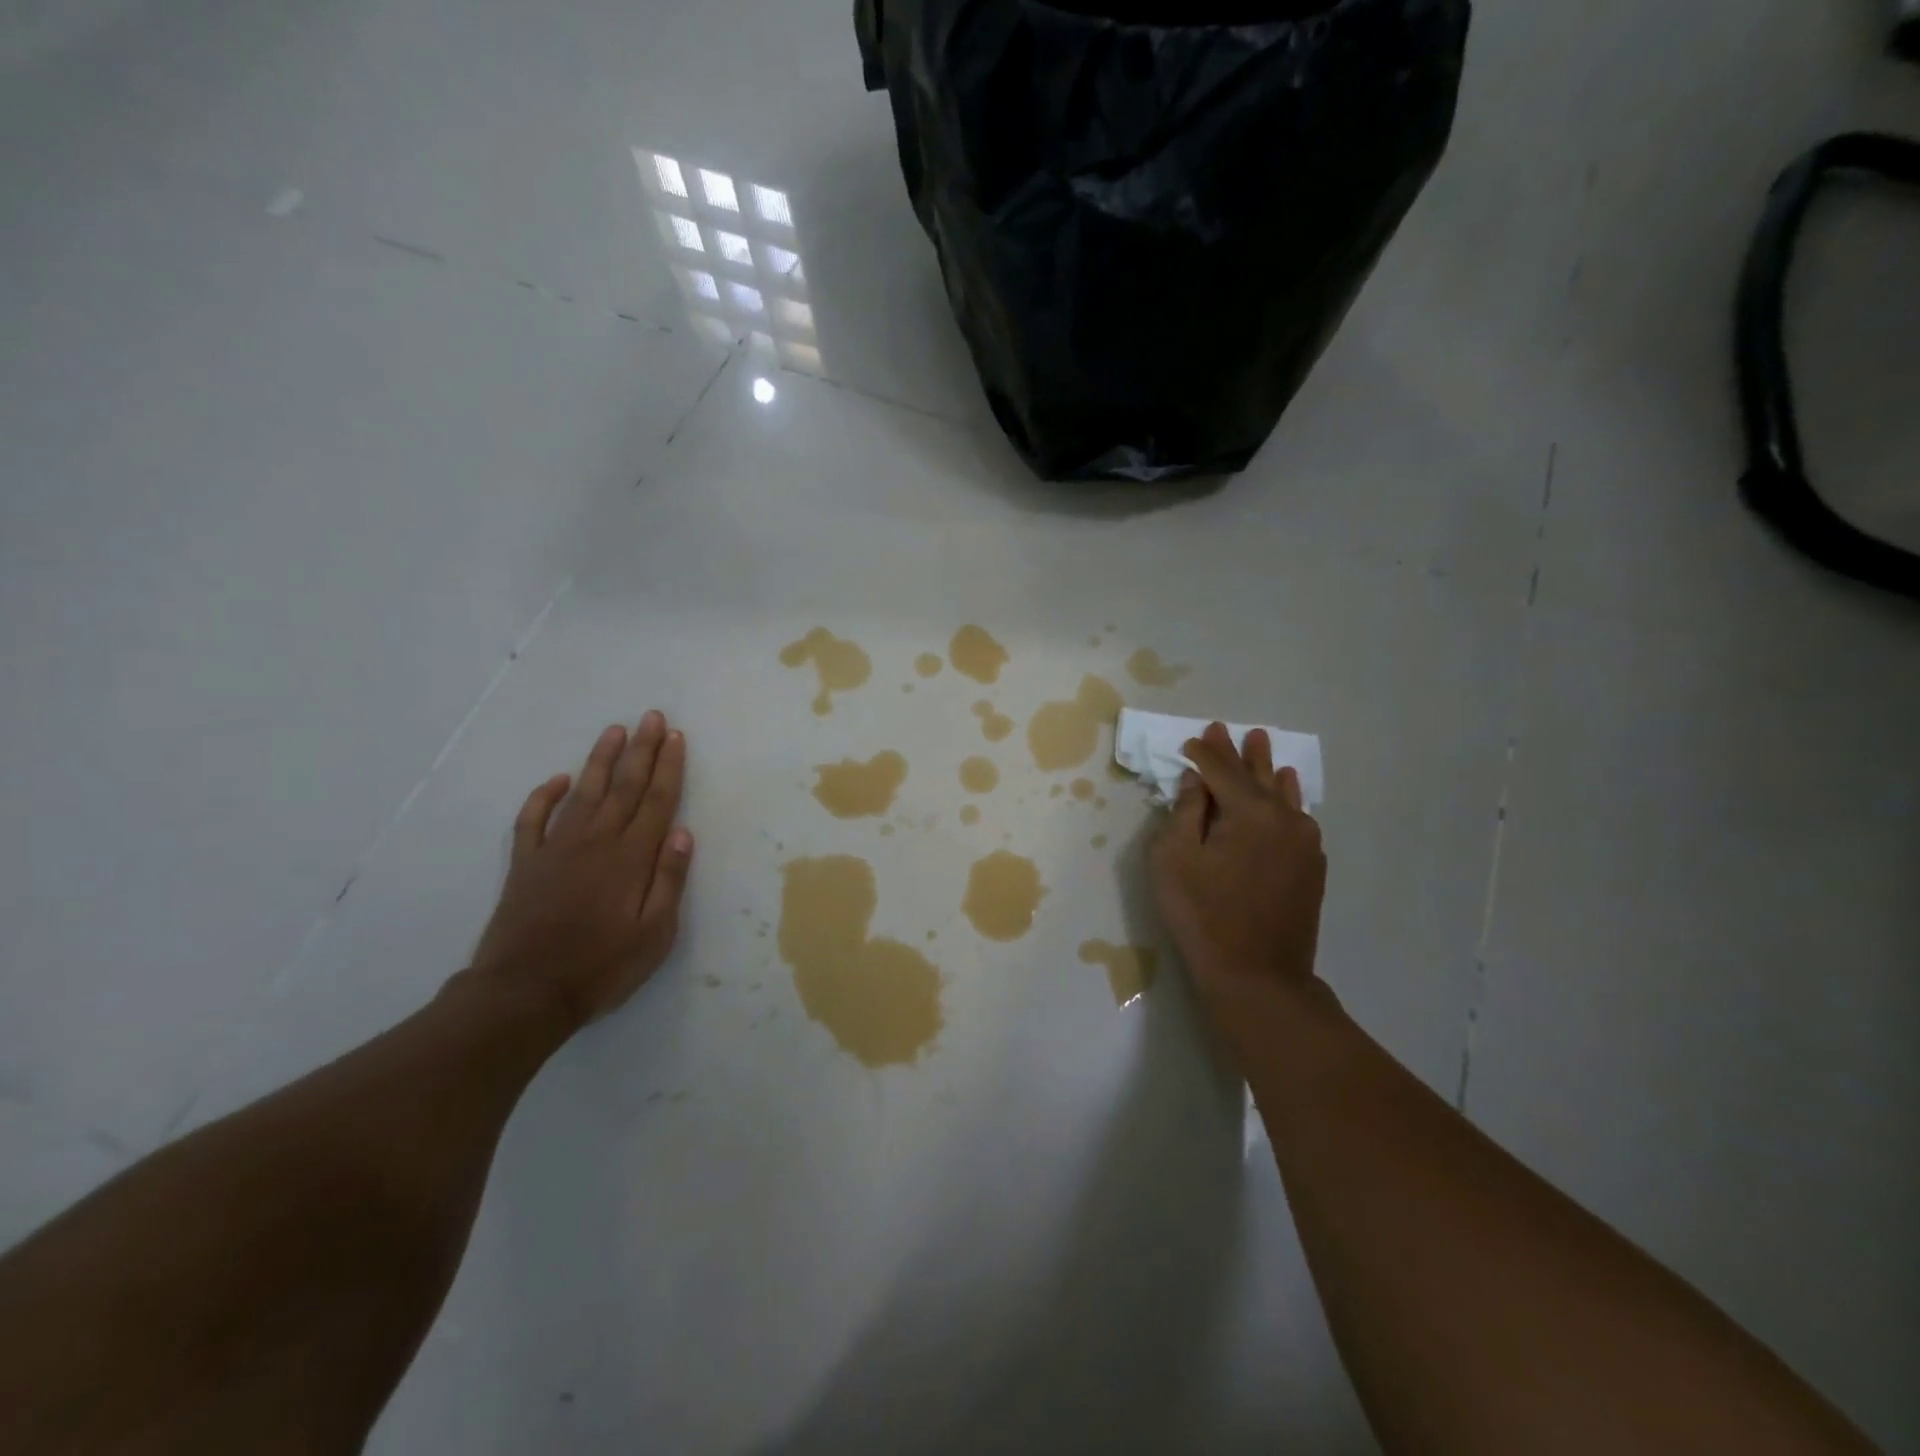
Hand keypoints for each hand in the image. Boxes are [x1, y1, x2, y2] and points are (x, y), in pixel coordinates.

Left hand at [469, 711, 693, 1028]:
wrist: (523, 994)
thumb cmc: (601, 967)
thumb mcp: (654, 934)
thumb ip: (668, 881)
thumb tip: (682, 833)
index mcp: (630, 858)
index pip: (656, 801)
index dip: (668, 767)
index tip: (676, 737)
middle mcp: (595, 842)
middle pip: (623, 787)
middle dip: (641, 750)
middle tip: (652, 717)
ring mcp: (556, 849)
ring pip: (583, 793)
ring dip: (600, 760)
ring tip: (614, 730)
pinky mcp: (526, 864)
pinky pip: (533, 820)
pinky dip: (544, 796)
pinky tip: (558, 780)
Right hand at [1149, 722, 1326, 1010]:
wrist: (1258, 976)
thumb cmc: (1203, 915)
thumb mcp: (1174, 859)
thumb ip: (1184, 812)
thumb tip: (1194, 781)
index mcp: (1248, 812)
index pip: (1220, 770)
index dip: (1203, 753)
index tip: (1191, 740)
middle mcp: (1284, 818)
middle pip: (1256, 776)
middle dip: (1239, 753)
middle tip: (1233, 730)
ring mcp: (1304, 843)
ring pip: (1283, 794)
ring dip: (1268, 770)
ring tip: (1263, 746)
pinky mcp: (1312, 867)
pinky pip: (1298, 818)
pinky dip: (1288, 799)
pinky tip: (1289, 790)